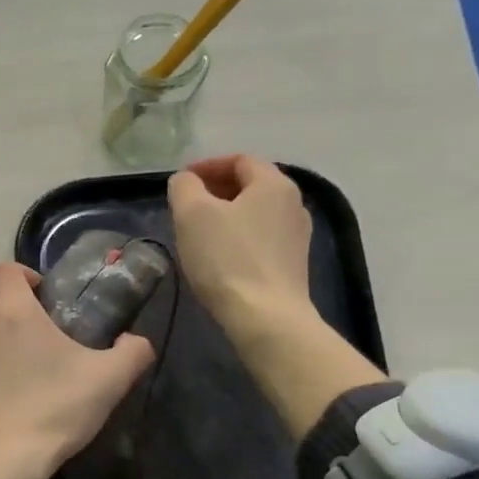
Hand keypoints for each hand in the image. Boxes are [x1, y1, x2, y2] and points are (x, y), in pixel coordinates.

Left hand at [0, 262, 153, 478]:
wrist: (4, 456)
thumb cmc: (56, 410)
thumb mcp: (109, 380)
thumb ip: (133, 352)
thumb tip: (137, 341)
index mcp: (14, 309)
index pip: (8, 268)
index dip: (26, 275)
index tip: (45, 296)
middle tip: (24, 308)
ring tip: (1, 327)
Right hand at [167, 154, 314, 338]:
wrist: (266, 318)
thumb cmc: (227, 260)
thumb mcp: (192, 215)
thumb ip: (184, 187)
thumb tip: (185, 181)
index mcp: (273, 182)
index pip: (238, 160)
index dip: (206, 166)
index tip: (180, 182)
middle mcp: (294, 203)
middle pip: (250, 186)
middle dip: (216, 191)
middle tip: (186, 208)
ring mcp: (297, 236)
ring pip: (256, 214)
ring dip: (227, 216)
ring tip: (200, 233)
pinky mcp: (293, 265)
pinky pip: (261, 239)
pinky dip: (239, 238)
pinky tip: (221, 258)